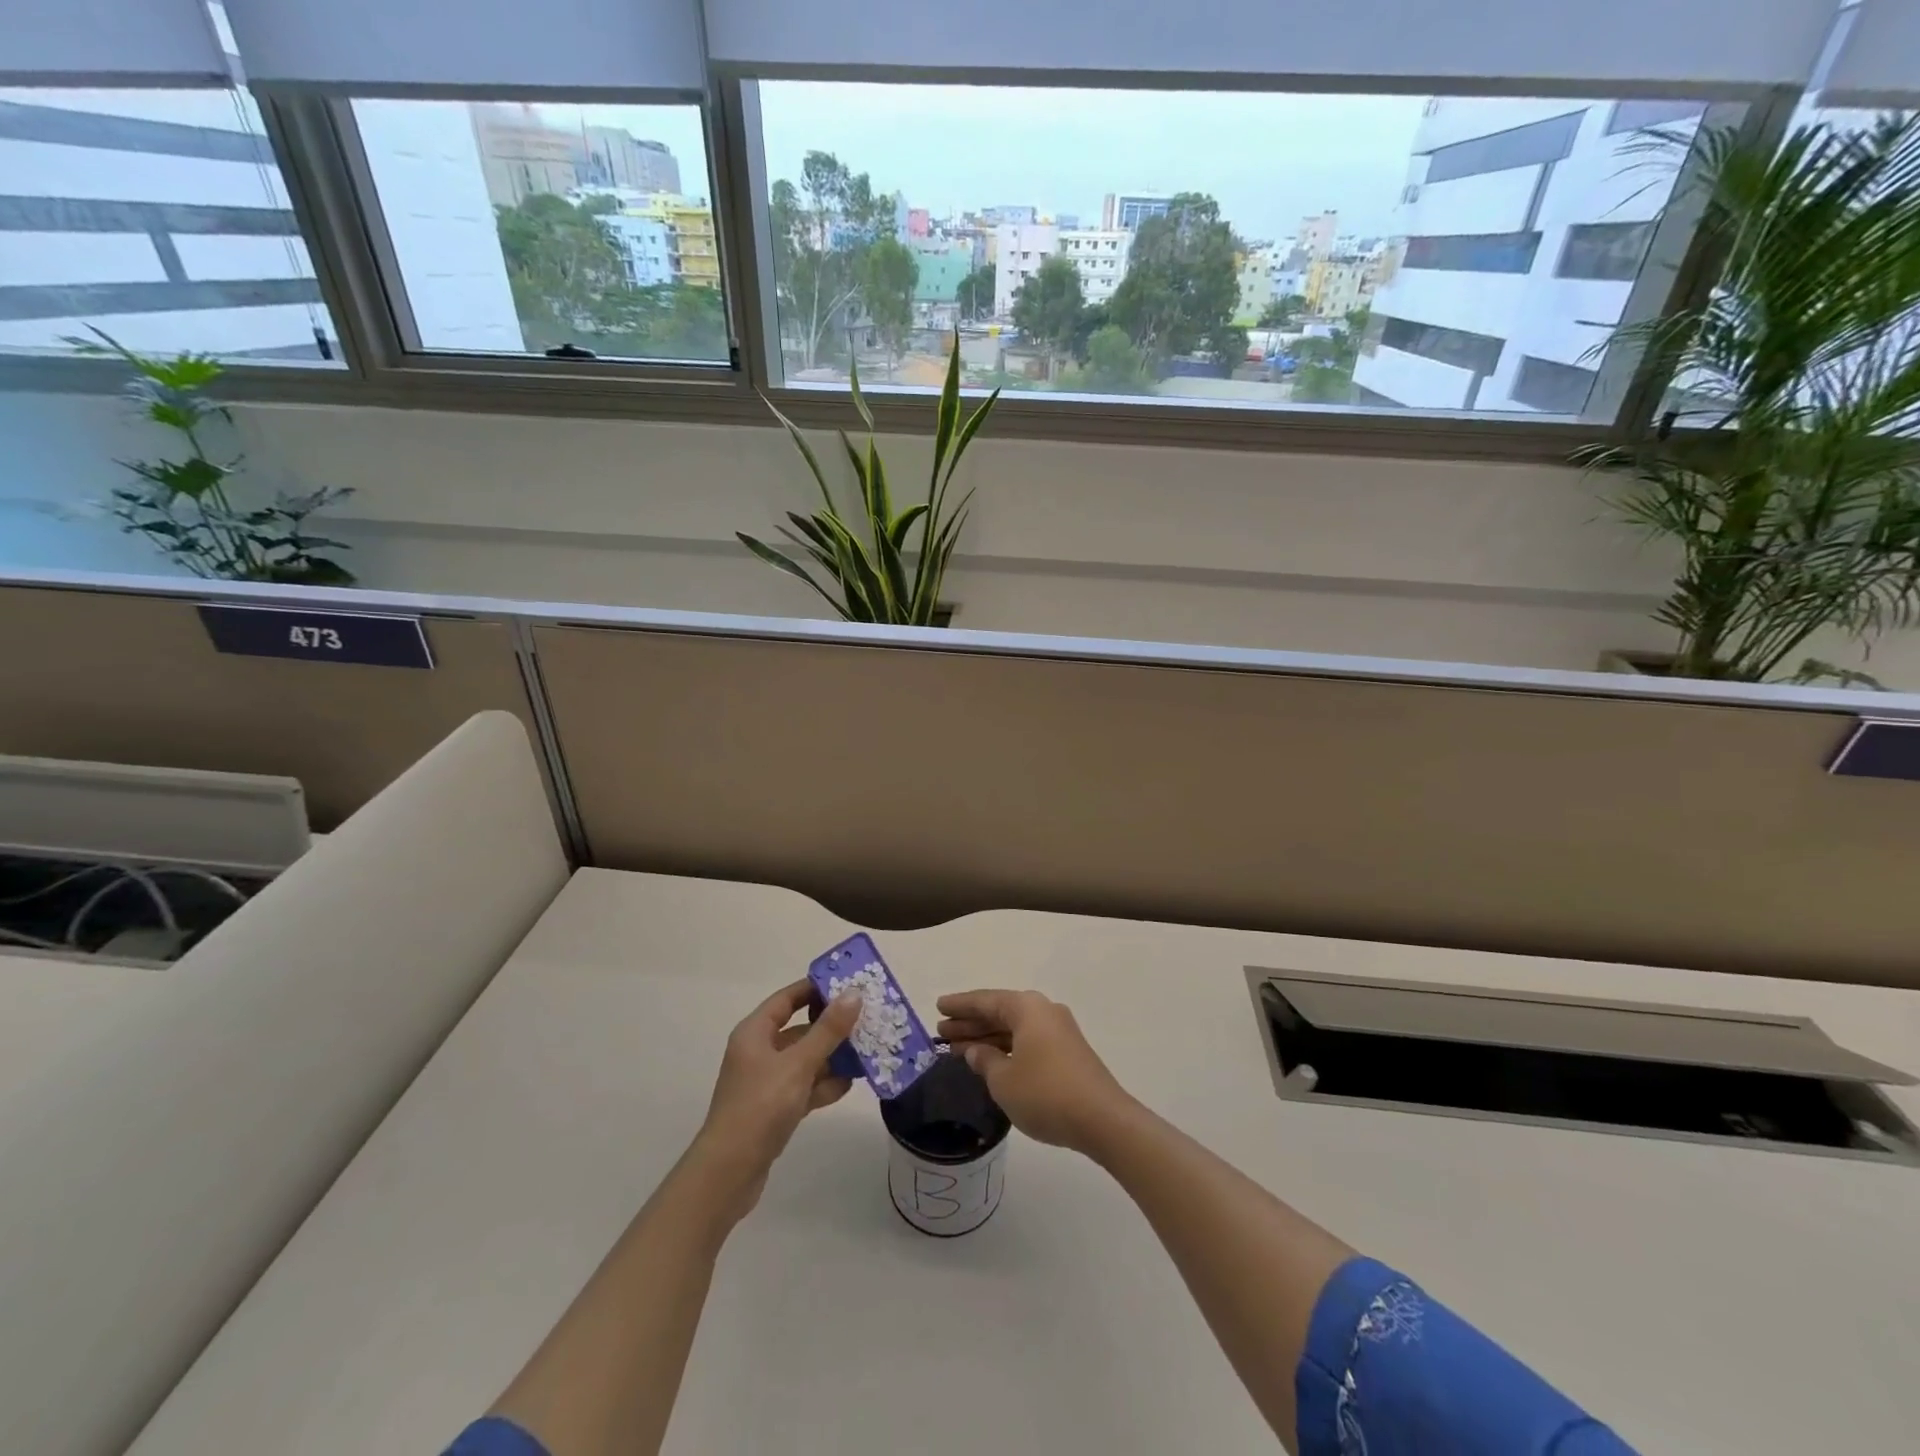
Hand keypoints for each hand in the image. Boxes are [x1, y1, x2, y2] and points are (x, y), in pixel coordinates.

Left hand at [695, 980, 862, 1218]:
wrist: (729, 1173)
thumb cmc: (760, 1107)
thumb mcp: (798, 1064)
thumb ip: (828, 1030)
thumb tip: (853, 993)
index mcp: (755, 1033)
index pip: (787, 999)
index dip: (815, 989)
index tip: (848, 984)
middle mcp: (759, 1051)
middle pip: (800, 1029)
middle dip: (832, 1026)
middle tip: (867, 1019)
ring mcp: (767, 1081)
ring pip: (805, 1059)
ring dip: (832, 1057)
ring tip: (867, 1052)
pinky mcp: (775, 1108)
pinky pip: (804, 1086)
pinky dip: (824, 1084)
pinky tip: (849, 1085)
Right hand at [936, 989, 1135, 1156]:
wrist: (1102, 1119)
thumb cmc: (1045, 1093)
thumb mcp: (1004, 1080)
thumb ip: (984, 1060)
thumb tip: (975, 1050)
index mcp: (1027, 1007)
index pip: (985, 1001)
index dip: (959, 1005)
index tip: (938, 1007)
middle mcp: (1043, 1011)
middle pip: (999, 1012)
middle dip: (970, 1023)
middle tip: (942, 1032)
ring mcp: (1058, 1031)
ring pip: (1013, 1028)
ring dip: (986, 1037)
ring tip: (956, 1048)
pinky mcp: (1067, 1052)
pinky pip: (1027, 1041)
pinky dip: (1006, 1048)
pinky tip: (990, 1060)